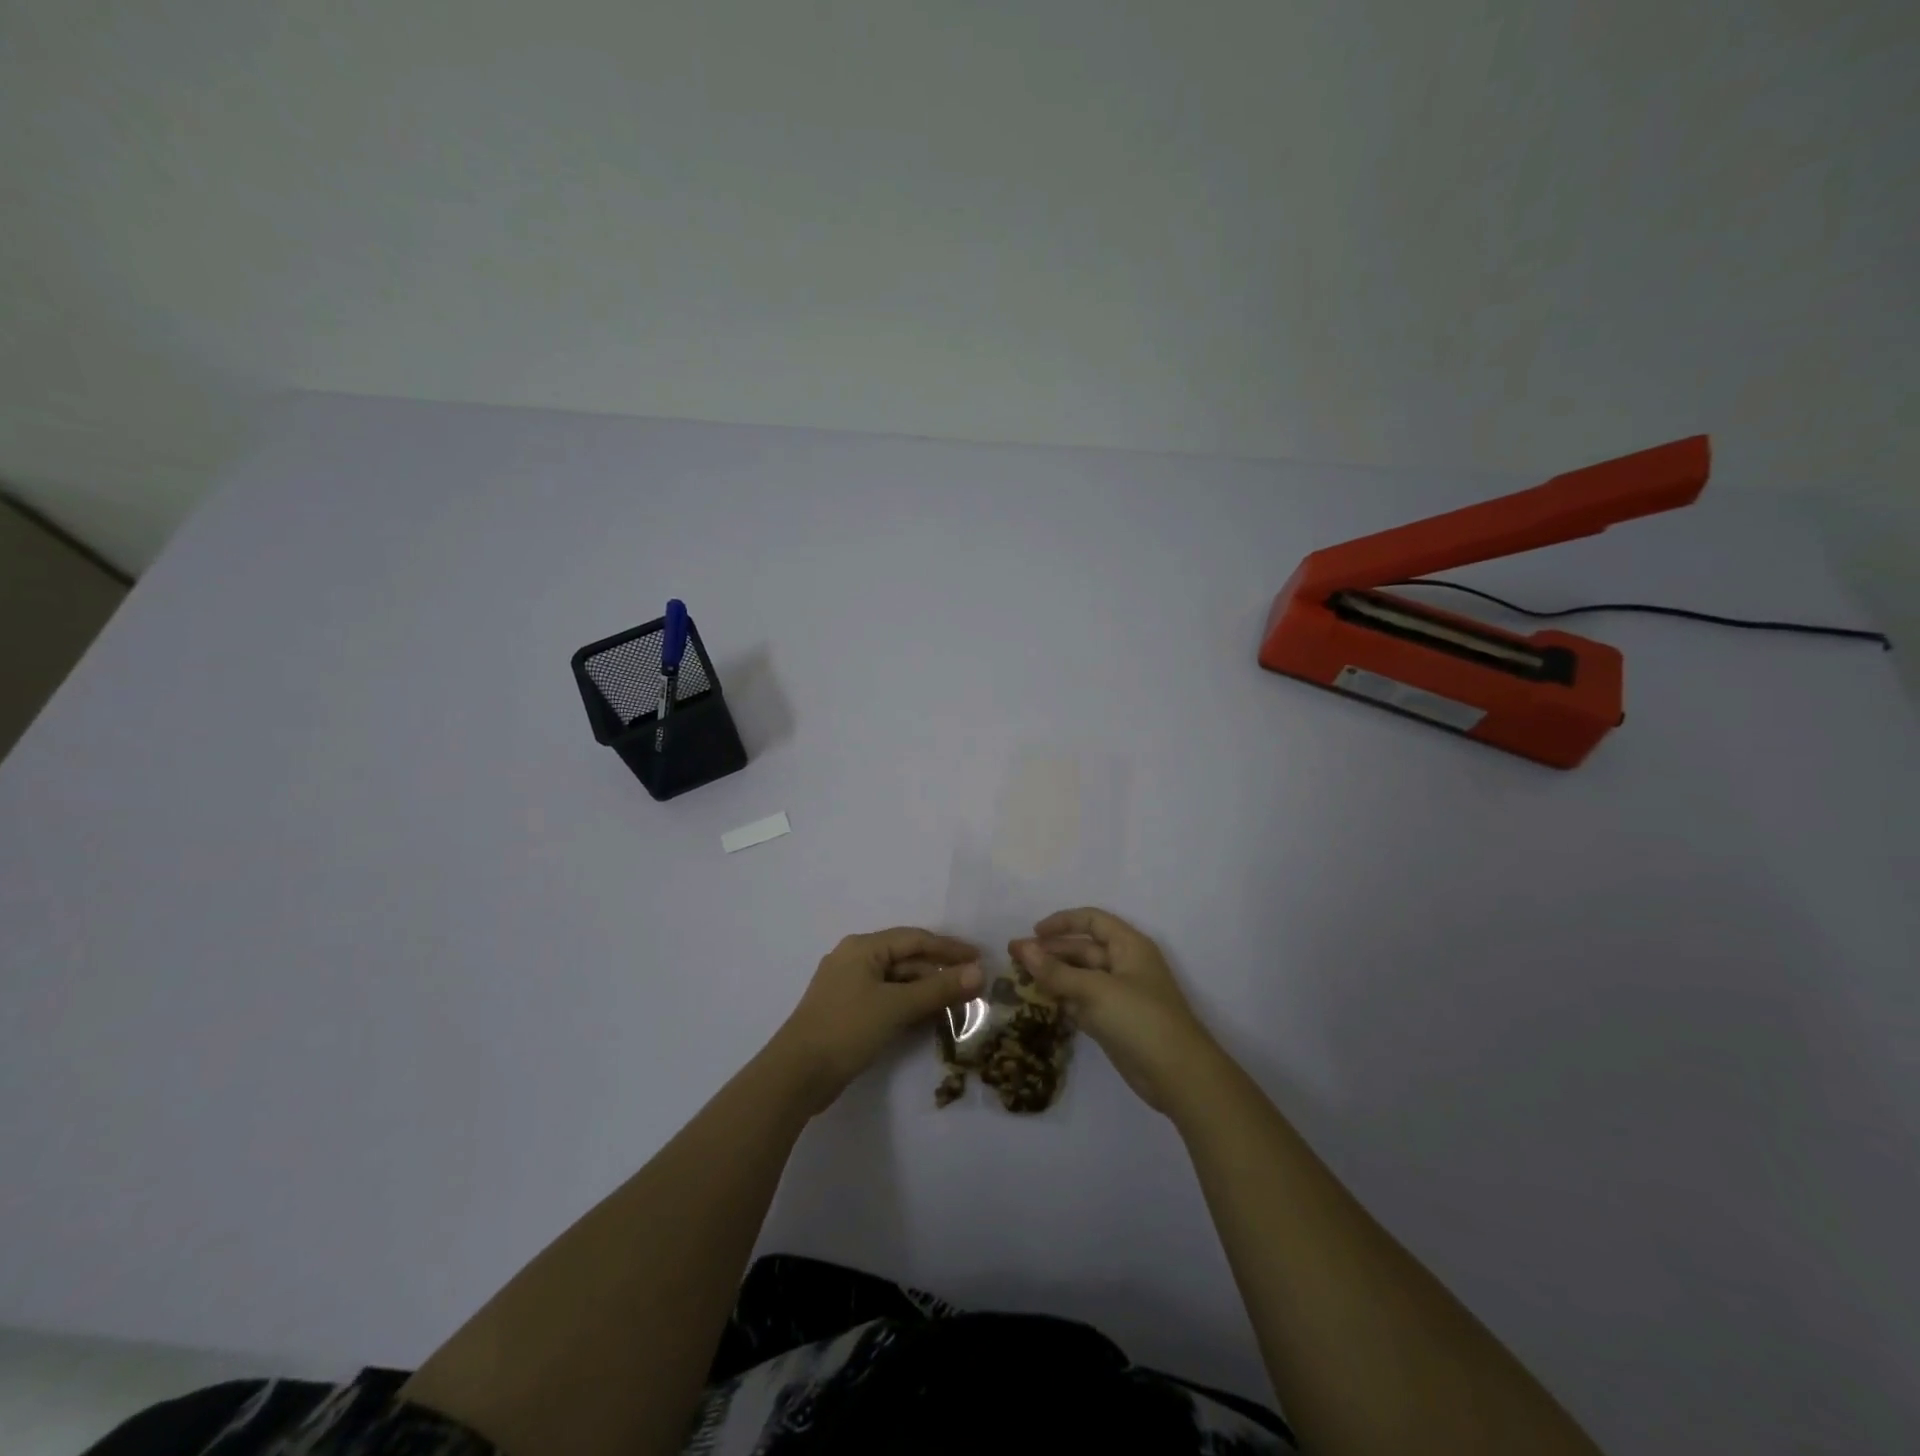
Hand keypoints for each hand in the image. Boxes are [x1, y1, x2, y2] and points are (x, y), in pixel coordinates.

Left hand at [772, 928, 982, 1112]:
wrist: (796, 1075)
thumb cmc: (847, 1029)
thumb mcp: (897, 1006)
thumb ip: (939, 989)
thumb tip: (979, 972)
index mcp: (863, 947)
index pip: (915, 939)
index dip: (950, 949)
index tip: (981, 959)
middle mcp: (855, 959)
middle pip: (907, 959)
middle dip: (940, 973)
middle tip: (975, 987)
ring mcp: (850, 987)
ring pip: (898, 982)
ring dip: (927, 991)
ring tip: (960, 1005)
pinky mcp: (848, 1012)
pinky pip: (887, 1000)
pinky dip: (910, 1006)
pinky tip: (931, 1019)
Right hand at [1012, 908, 1218, 1114]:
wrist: (1178, 1075)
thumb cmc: (1140, 1019)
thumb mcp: (1095, 990)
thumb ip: (1056, 971)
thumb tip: (1021, 948)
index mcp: (1128, 945)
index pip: (1092, 920)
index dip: (1062, 923)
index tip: (1033, 932)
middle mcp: (1124, 964)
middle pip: (1082, 949)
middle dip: (1050, 952)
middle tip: (1014, 958)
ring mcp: (1119, 994)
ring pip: (1079, 977)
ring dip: (1053, 976)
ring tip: (1019, 980)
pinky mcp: (1113, 1021)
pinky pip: (1082, 1001)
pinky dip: (1062, 1000)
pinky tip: (1039, 1003)